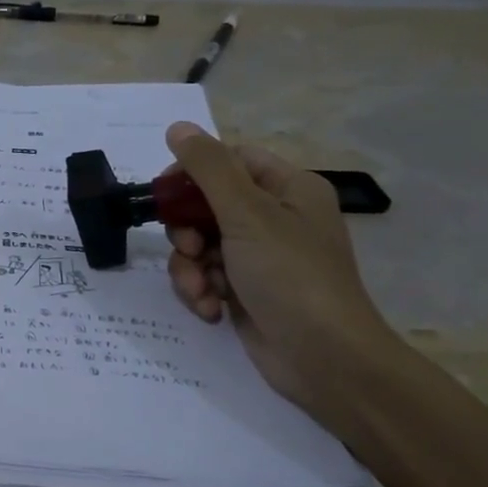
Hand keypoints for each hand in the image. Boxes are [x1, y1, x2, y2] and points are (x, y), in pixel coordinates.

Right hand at [163, 122, 399, 432]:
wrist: (324, 360)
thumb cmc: (291, 276)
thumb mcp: (247, 214)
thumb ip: (208, 168)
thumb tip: (178, 126)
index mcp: (288, 189)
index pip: (230, 160)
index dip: (192, 172)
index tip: (163, 193)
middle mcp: (275, 218)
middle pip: (207, 204)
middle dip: (188, 230)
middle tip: (189, 247)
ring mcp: (259, 257)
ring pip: (201, 244)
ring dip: (190, 267)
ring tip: (201, 290)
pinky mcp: (245, 291)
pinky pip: (207, 276)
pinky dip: (201, 291)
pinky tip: (211, 310)